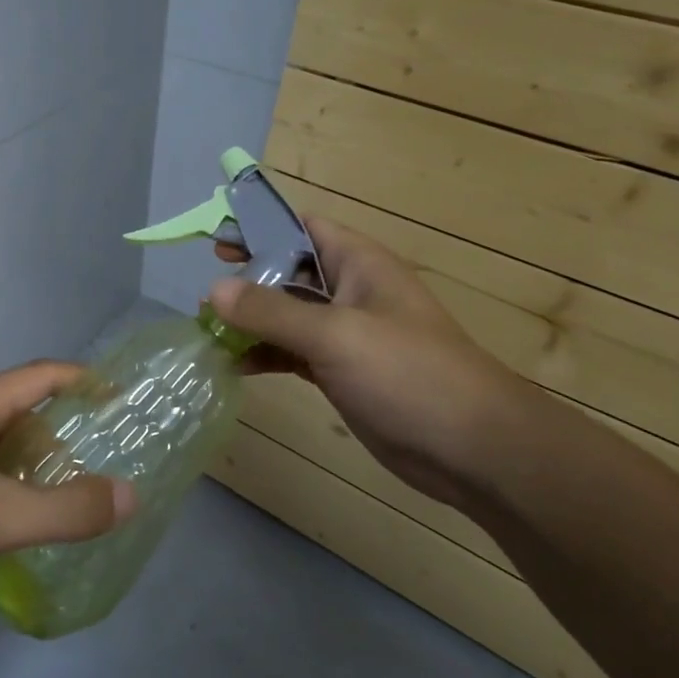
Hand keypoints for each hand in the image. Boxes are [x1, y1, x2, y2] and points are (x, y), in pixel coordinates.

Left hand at [0, 362, 135, 606]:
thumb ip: (67, 509)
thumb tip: (130, 494)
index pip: (39, 376)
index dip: (81, 380)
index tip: (117, 396)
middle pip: (18, 409)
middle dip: (60, 428)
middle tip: (98, 459)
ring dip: (30, 462)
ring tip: (62, 495)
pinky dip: (3, 488)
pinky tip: (9, 524)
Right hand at [210, 216, 534, 508]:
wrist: (473, 450)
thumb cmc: (407, 373)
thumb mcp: (334, 334)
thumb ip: (271, 310)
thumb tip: (213, 290)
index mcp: (358, 263)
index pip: (302, 227)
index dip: (260, 228)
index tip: (217, 244)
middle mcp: (351, 291)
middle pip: (290, 270)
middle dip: (249, 278)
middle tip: (205, 291)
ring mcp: (347, 334)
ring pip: (289, 314)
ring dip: (252, 319)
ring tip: (210, 329)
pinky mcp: (342, 372)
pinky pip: (294, 352)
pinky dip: (266, 354)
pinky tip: (236, 364)